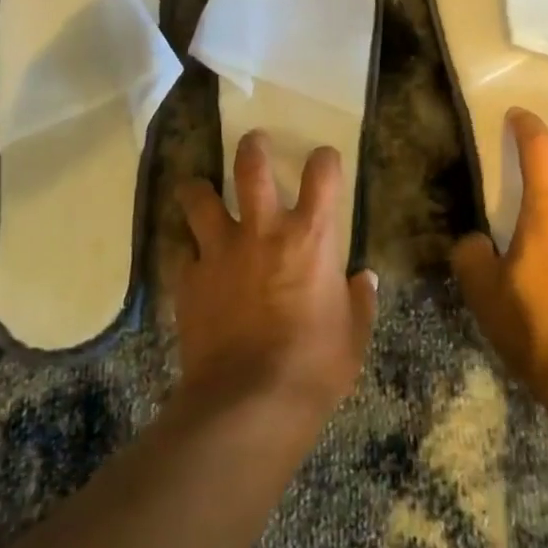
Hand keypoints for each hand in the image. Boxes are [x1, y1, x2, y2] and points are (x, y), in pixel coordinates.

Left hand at [173, 133, 378, 433]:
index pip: (323, 173)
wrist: (249, 403)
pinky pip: (183, 254)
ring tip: (200, 190)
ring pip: (199, 198)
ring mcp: (220, 251)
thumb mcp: (353, 335)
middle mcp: (263, 230)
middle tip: (253, 144)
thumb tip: (364, 280)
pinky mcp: (188, 280)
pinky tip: (193, 266)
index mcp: (311, 236)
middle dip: (252, 147)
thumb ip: (359, 301)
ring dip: (199, 190)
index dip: (325, 159)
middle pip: (251, 166)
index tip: (324, 160)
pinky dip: (189, 255)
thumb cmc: (314, 366)